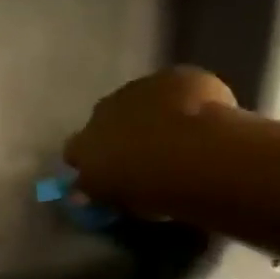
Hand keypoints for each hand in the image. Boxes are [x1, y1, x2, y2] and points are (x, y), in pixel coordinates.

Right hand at [64, 66, 236, 212]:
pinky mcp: (173, 77)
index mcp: (85, 147)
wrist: (200, 155)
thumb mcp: (121, 201)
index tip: (106, 172)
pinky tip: (204, 116)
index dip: (91, 160)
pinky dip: (185, 99)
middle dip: (118, 131)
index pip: (74, 152)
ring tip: (177, 134)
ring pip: (139, 99)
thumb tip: (84, 193)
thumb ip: (103, 192)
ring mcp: (137, 89)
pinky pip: (175, 87)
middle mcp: (102, 112)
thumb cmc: (155, 190)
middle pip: (103, 119)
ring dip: (150, 112)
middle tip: (143, 152)